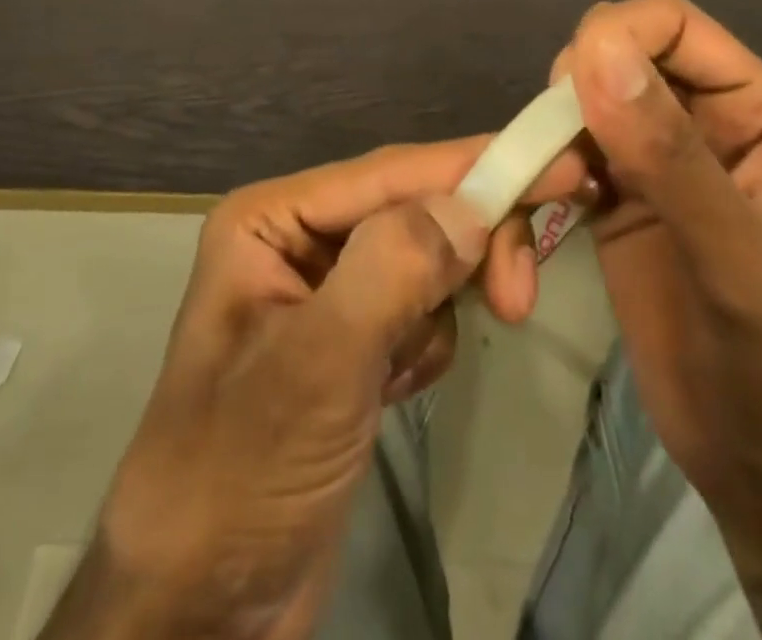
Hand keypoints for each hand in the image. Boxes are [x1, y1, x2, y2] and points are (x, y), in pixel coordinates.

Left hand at [45, 136, 581, 639]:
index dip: (475, 166)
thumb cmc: (240, 473)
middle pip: (414, 208)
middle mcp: (299, 237)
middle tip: (518, 299)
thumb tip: (468, 207)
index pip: (390, 173)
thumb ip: (389, 273)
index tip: (559, 166)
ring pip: (425, 258)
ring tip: (408, 372)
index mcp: (271, 218)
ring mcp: (327, 290)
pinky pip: (420, 309)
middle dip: (468, 247)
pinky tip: (393, 389)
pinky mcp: (353, 341)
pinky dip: (427, 343)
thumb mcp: (315, 368)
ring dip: (442, 306)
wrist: (202, 606)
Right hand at [552, 0, 761, 498]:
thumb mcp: (734, 260)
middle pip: (613, 56)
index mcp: (754, 108)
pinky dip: (538, 181)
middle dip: (572, 95)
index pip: (670, 23)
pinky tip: (537, 230)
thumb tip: (596, 50)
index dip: (614, 38)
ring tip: (547, 200)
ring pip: (578, 106)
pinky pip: (562, 157)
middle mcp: (703, 120)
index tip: (568, 93)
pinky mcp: (617, 201)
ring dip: (547, 144)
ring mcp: (656, 161)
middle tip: (558, 160)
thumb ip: (667, 154)